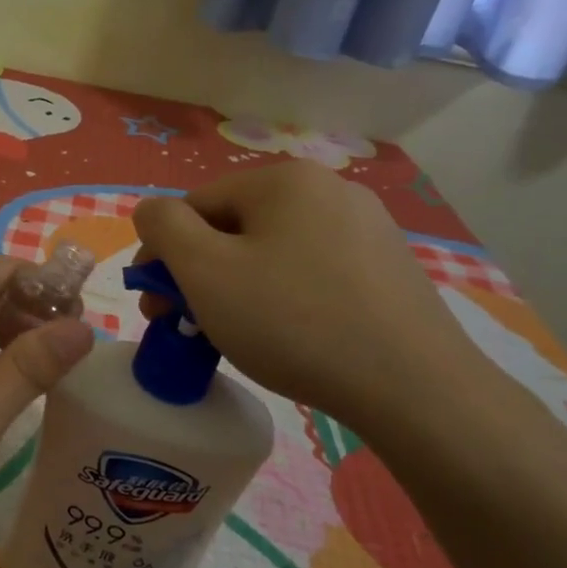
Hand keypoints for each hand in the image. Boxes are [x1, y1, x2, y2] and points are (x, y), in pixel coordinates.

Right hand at [132, 162, 485, 432]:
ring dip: (239, 286)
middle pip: (236, 227)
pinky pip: (313, 271)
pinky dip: (285, 297)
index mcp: (284, 180)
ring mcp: (368, 228)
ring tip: (234, 335)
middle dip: (200, 273)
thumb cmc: (292, 321)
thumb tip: (152, 210)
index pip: (196, 205)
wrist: (414, 387)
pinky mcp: (390, 268)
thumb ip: (164, 227)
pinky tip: (288, 336)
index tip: (154, 304)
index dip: (164, 253)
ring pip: (274, 251)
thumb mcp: (205, 271)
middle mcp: (329, 189)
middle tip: (186, 324)